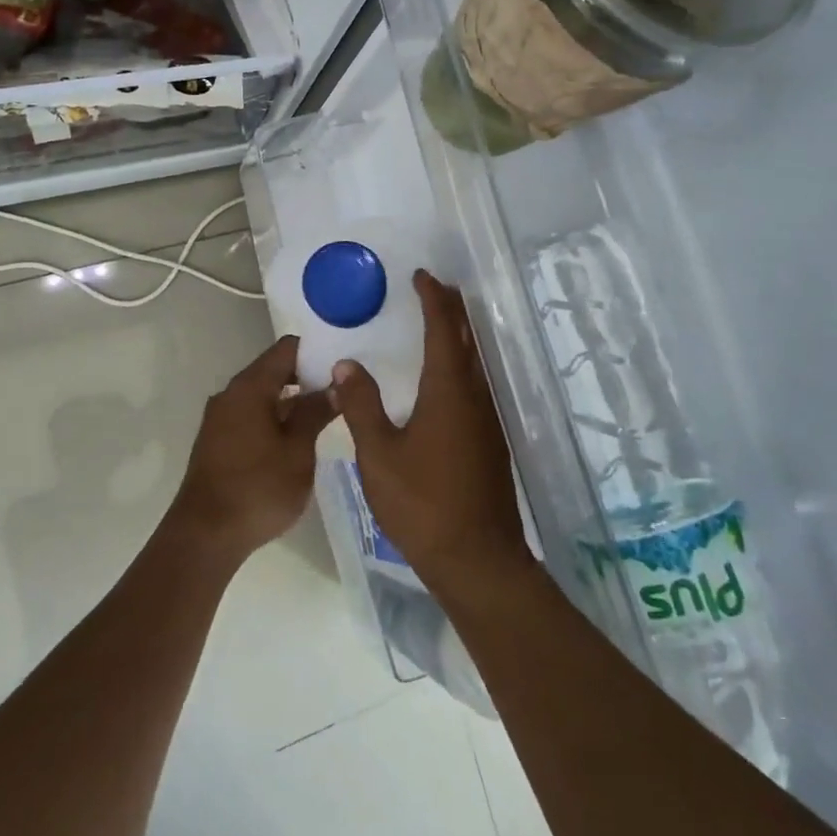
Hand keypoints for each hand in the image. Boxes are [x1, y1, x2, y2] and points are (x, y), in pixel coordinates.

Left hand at [170, 335, 335, 564]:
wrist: (205, 536)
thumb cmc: (258, 488)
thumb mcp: (298, 450)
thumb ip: (316, 412)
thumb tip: (336, 385)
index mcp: (250, 386)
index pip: (287, 348)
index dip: (317, 349)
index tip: (344, 363)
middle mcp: (231, 393)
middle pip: (274, 370)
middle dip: (308, 377)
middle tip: (343, 390)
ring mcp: (220, 418)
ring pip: (263, 395)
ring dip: (292, 401)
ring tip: (327, 414)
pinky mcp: (217, 441)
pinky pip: (251, 415)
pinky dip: (275, 418)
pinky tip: (297, 438)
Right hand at [329, 272, 532, 596]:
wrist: (477, 559)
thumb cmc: (423, 504)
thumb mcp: (379, 454)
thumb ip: (361, 405)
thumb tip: (346, 364)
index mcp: (449, 391)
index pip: (444, 329)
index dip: (433, 299)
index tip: (421, 276)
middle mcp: (475, 396)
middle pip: (467, 339)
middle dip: (452, 310)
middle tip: (433, 288)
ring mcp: (488, 420)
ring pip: (475, 363)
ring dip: (459, 336)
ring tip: (438, 323)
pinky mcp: (490, 441)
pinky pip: (475, 385)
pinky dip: (461, 364)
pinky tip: (444, 380)